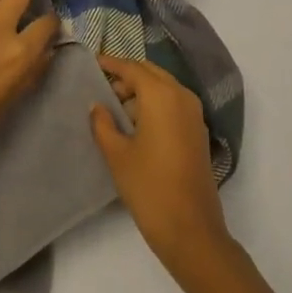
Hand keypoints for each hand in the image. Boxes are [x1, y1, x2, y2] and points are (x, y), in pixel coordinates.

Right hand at [91, 55, 231, 279]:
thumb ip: (103, 124)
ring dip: (142, 91)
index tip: (93, 62)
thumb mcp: (117, 154)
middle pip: (150, 73)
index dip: (111, 64)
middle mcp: (181, 96)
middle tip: (103, 90)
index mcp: (161, 95)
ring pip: (164, 88)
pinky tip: (137, 125)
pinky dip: (155, 105)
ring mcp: (194, 114)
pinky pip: (174, 104)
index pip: (132, 68)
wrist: (191, 230)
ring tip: (116, 110)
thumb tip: (97, 106)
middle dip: (127, 77)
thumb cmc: (149, 187)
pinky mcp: (198, 132)